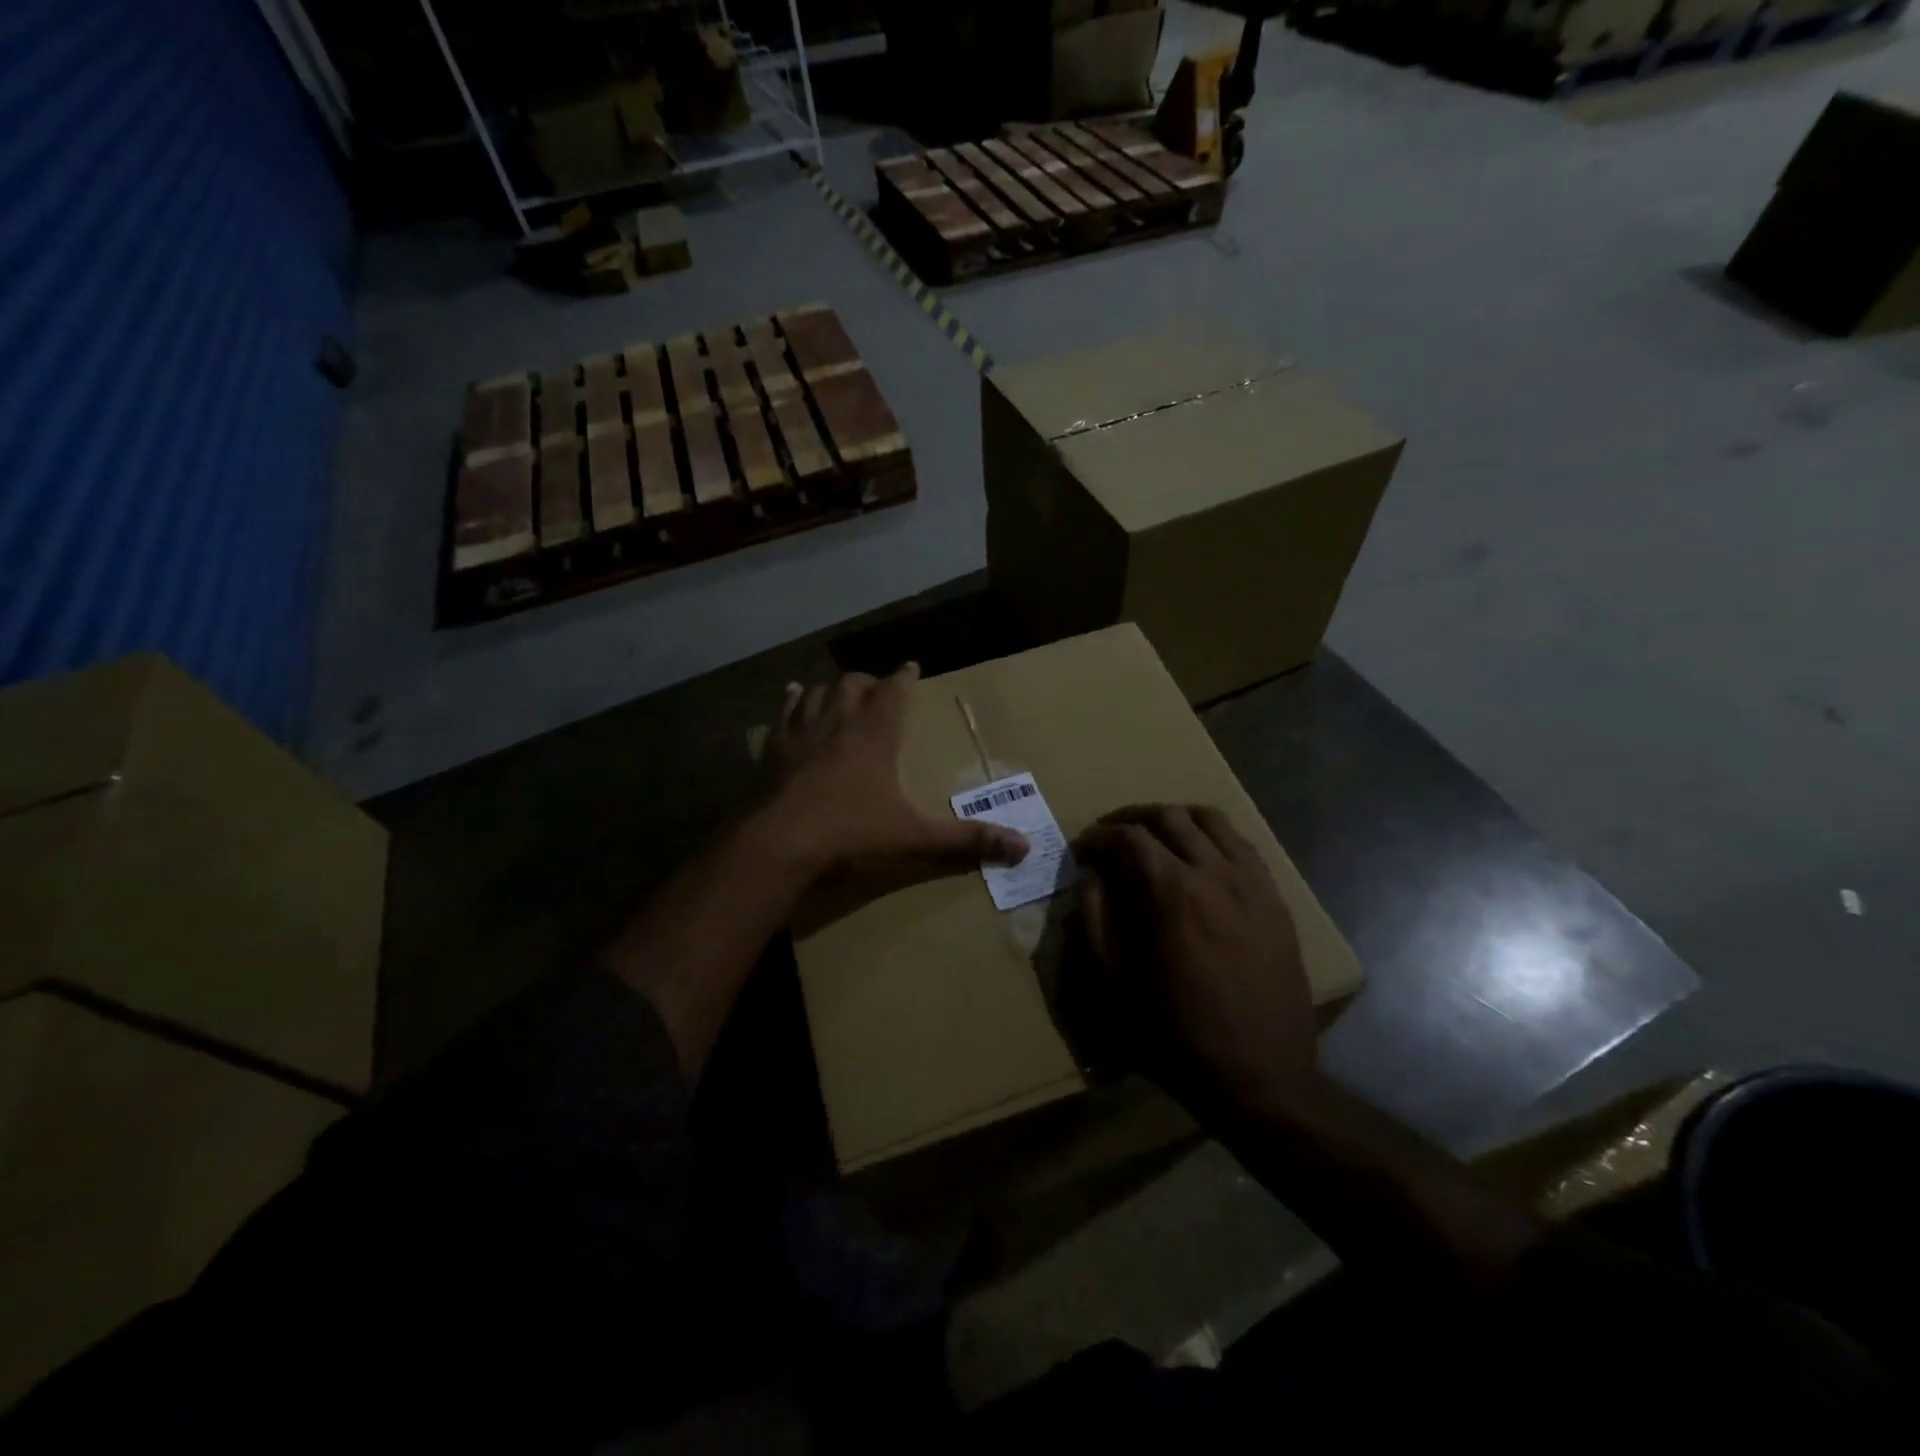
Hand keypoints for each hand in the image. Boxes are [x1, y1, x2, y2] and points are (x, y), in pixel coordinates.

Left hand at [766, 664, 1028, 877]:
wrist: (781, 844)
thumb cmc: (851, 833)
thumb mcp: (915, 837)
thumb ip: (966, 840)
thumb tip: (1024, 848)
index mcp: (875, 734)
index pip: (893, 690)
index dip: (904, 677)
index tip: (911, 666)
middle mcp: (839, 722)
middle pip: (853, 685)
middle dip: (869, 682)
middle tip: (878, 686)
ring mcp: (803, 733)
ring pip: (819, 693)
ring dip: (833, 688)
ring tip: (841, 689)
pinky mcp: (775, 750)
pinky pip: (784, 713)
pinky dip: (792, 701)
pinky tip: (793, 694)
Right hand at [1076, 805, 1316, 1115]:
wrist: (1260, 1077)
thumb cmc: (1176, 1036)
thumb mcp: (1114, 985)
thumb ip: (1094, 922)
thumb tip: (1090, 878)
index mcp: (1172, 893)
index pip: (1129, 838)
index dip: (1098, 836)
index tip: (1082, 848)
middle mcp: (1216, 873)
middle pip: (1170, 817)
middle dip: (1132, 818)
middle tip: (1111, 835)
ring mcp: (1252, 883)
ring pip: (1212, 820)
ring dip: (1175, 818)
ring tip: (1155, 834)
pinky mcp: (1275, 900)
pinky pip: (1243, 845)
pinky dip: (1213, 836)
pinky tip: (1200, 856)